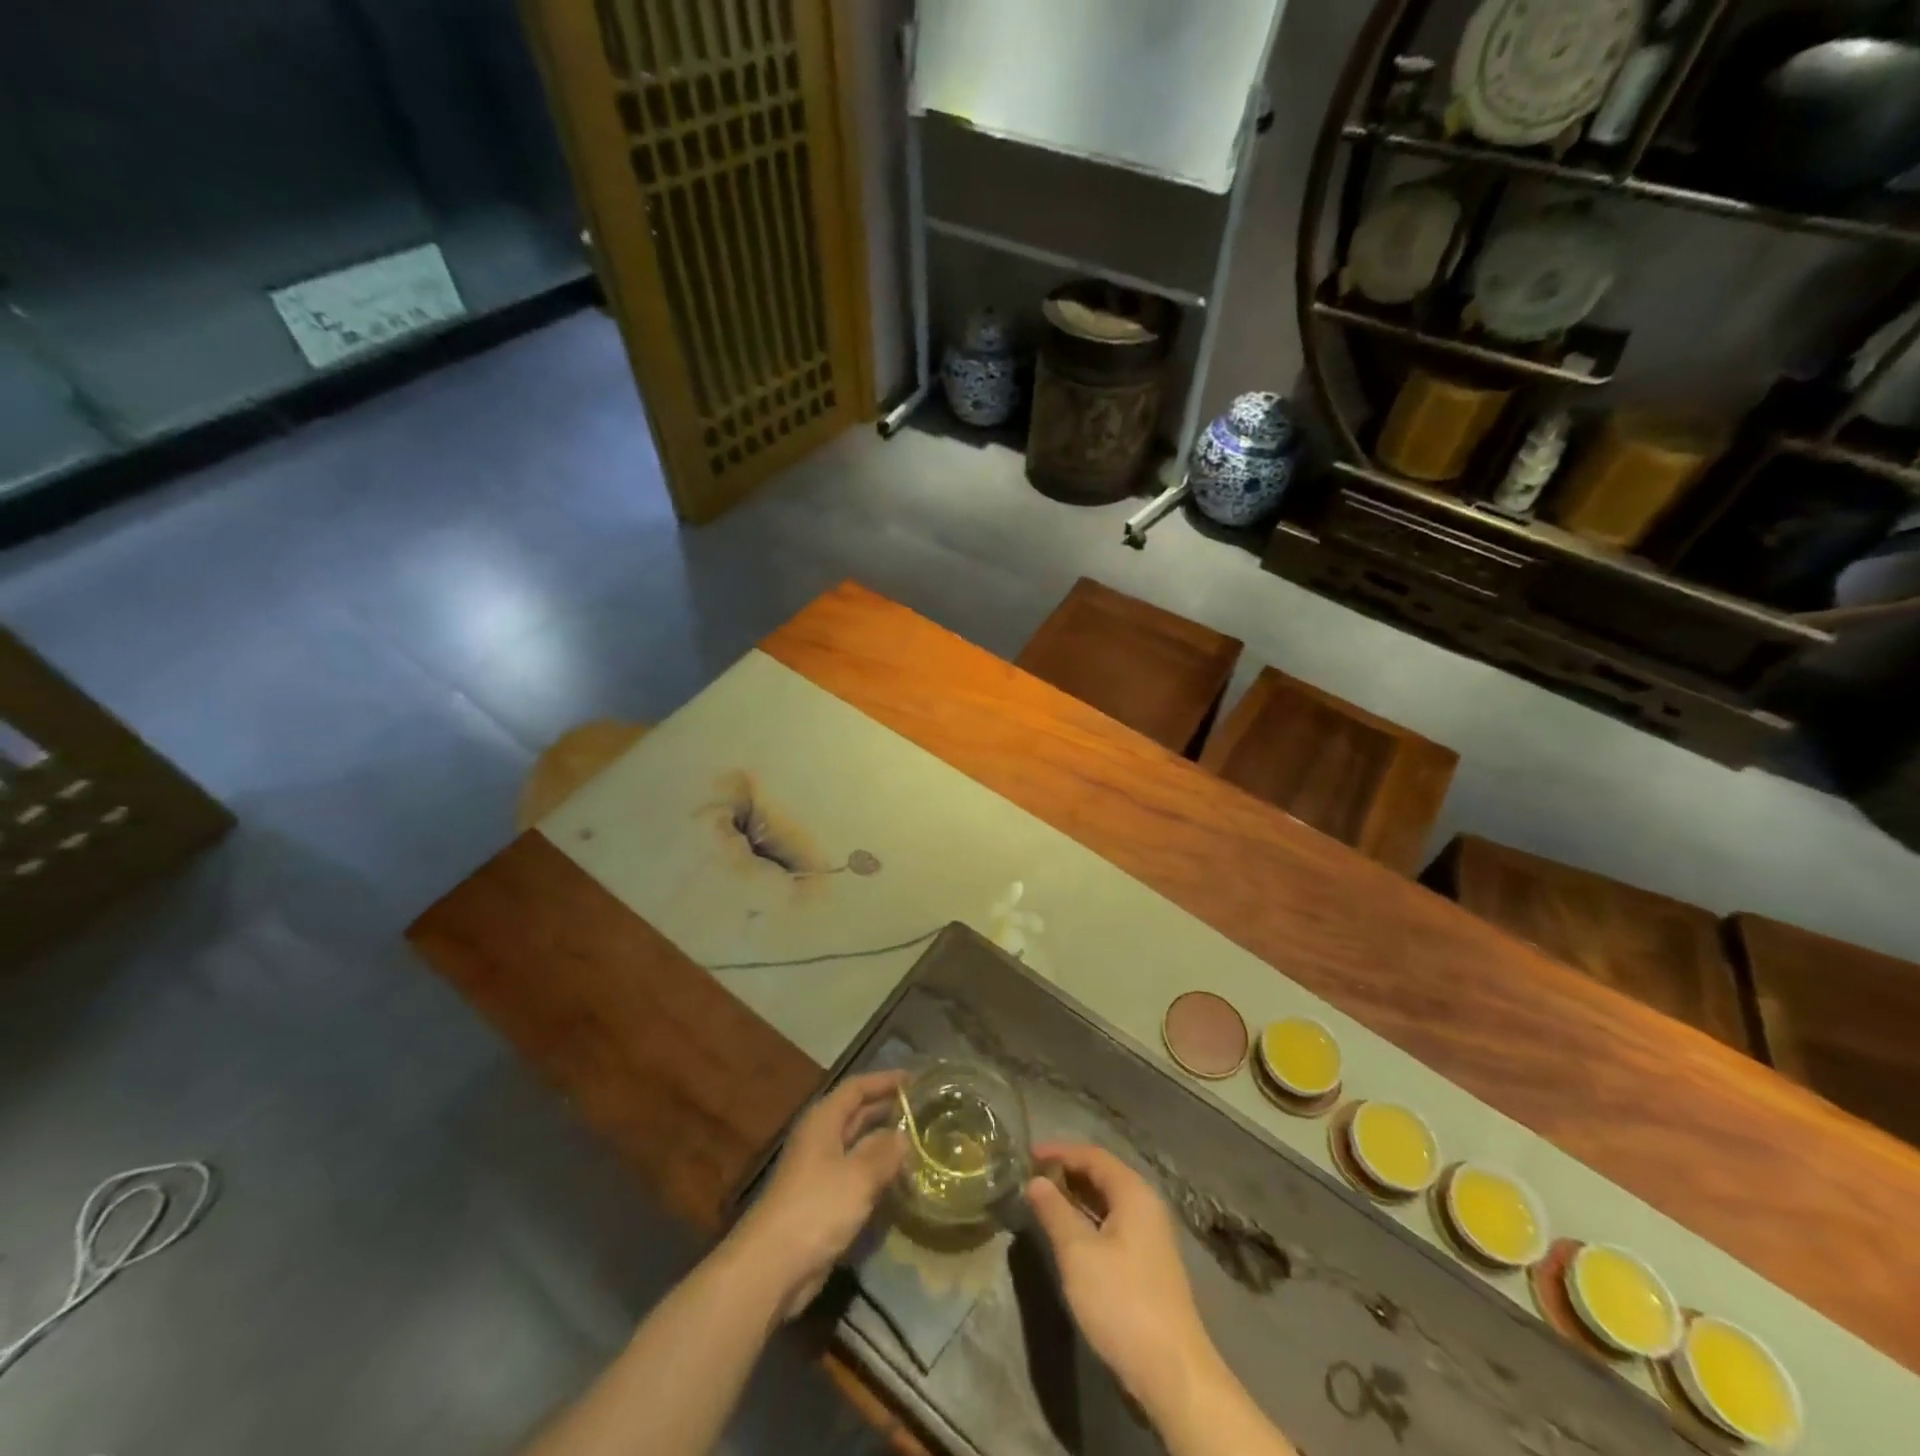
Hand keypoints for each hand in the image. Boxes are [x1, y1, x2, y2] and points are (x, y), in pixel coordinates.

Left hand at [728, 1070, 907, 1318]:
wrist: (772, 1267)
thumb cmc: (816, 1208)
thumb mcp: (858, 1176)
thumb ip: (884, 1152)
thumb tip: (904, 1136)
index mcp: (823, 1121)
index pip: (857, 1088)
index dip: (884, 1080)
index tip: (915, 1079)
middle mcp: (820, 1139)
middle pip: (857, 1114)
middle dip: (887, 1109)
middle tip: (923, 1110)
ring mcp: (820, 1171)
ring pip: (858, 1147)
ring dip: (884, 1143)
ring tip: (919, 1142)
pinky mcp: (823, 1201)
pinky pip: (856, 1176)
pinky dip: (876, 1173)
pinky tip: (899, 1180)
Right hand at [1024, 1142, 1216, 1411]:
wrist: (1172, 1372)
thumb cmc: (1122, 1301)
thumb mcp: (1078, 1253)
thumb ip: (1054, 1211)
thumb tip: (1036, 1181)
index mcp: (1134, 1193)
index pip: (1093, 1155)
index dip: (1059, 1151)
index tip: (1027, 1154)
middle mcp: (1146, 1206)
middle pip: (1103, 1175)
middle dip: (1067, 1172)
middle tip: (1032, 1176)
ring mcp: (1150, 1236)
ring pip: (1108, 1202)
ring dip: (1076, 1197)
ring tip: (1043, 1201)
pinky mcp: (1147, 1264)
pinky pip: (1113, 1224)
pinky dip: (1088, 1220)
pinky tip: (1069, 1235)